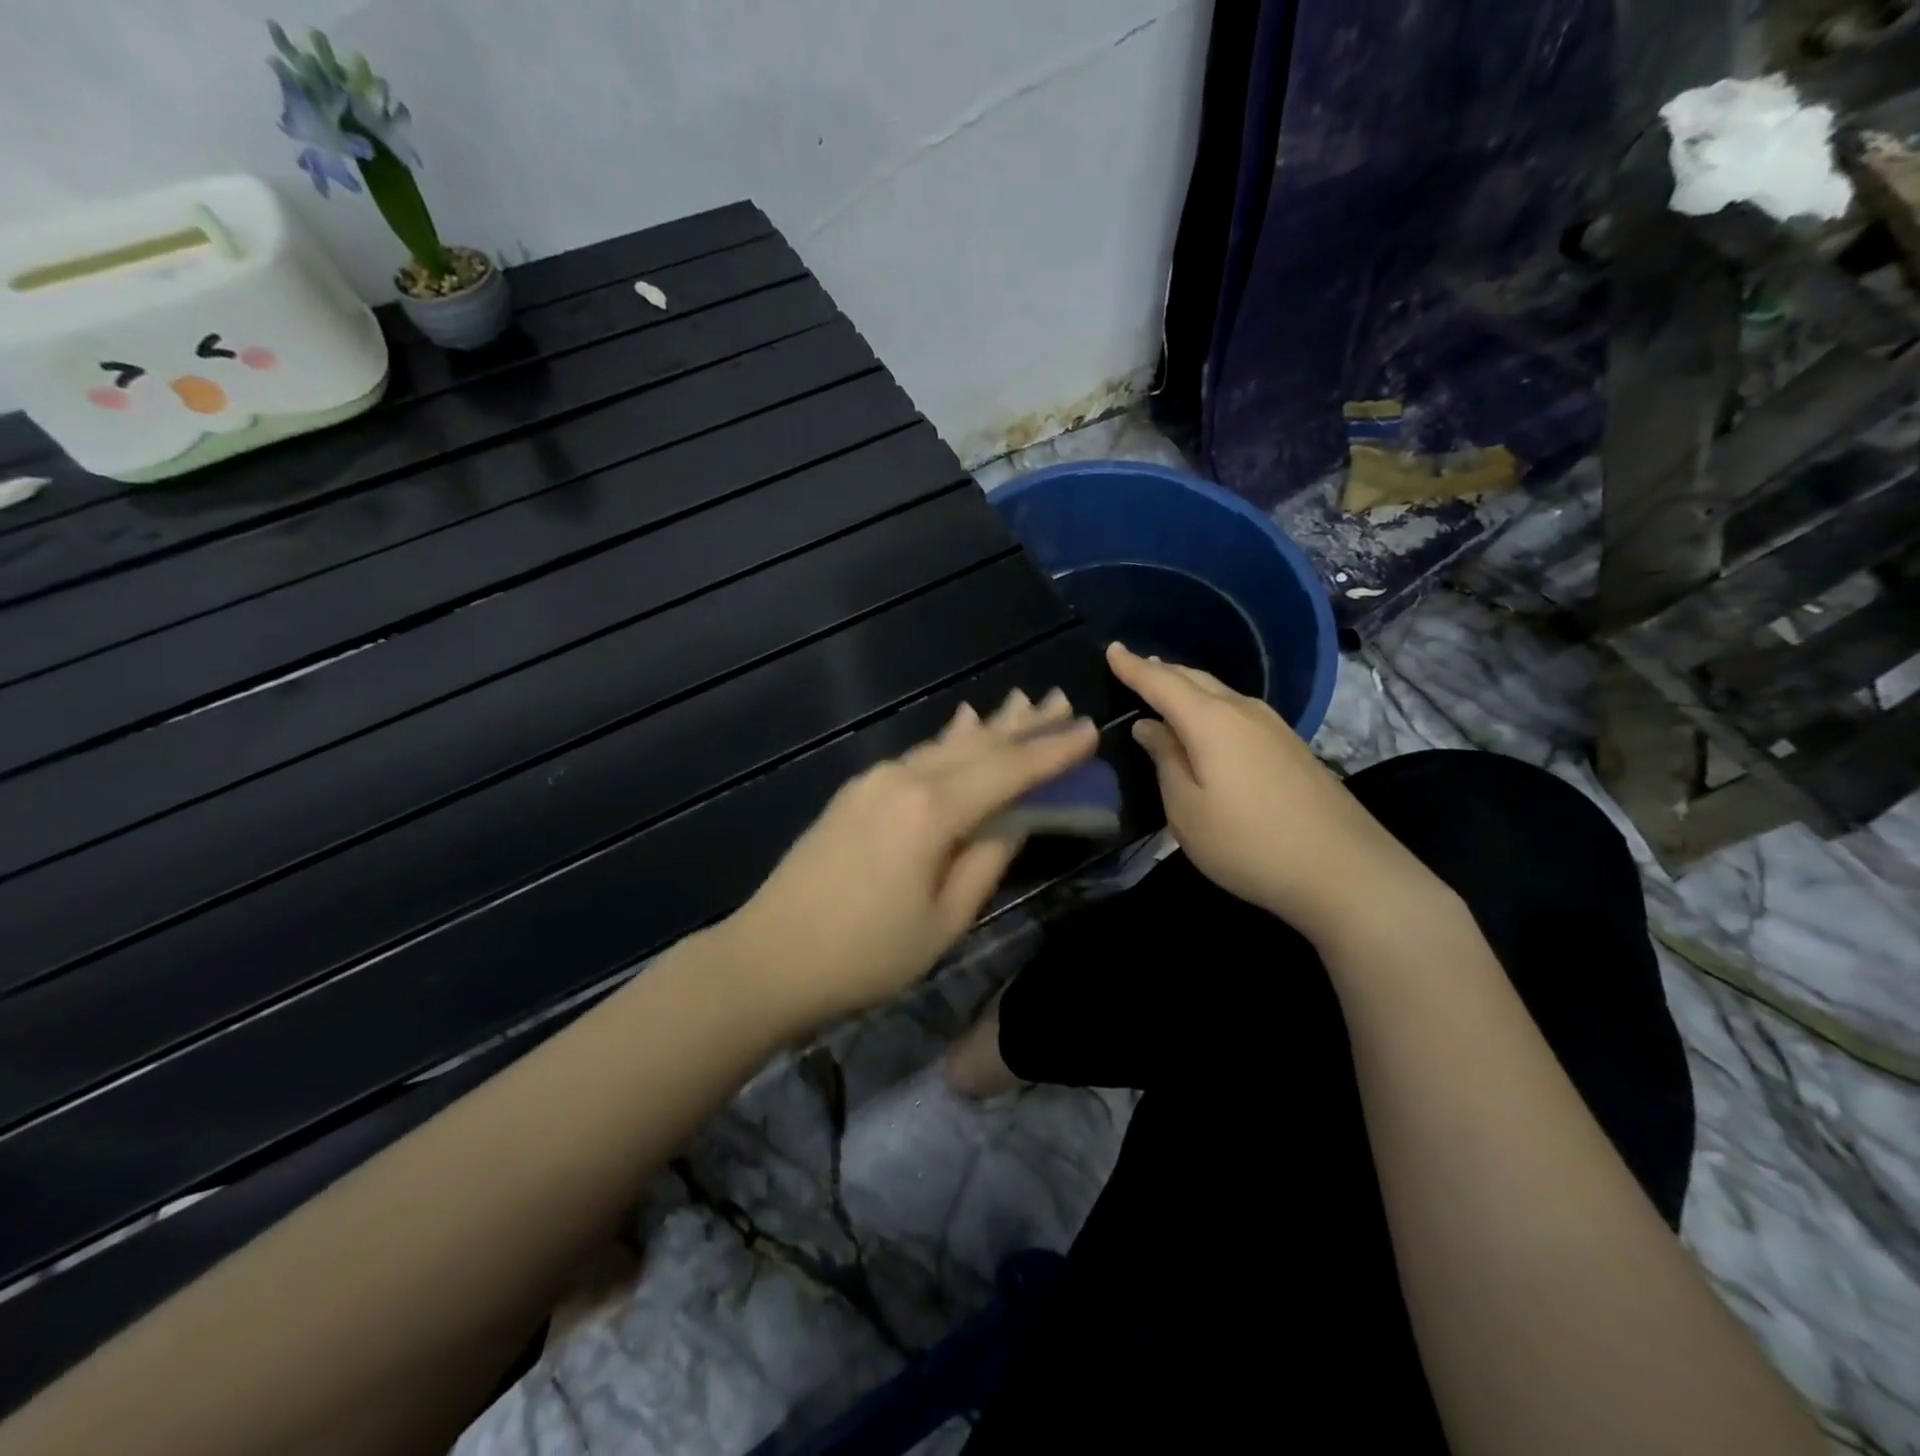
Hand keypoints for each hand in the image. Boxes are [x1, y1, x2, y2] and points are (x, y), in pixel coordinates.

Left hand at [720, 688, 1097, 1030]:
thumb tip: (1018, 816)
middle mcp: (904, 779)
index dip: (1052, 750)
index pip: (1008, 770)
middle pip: (977, 745)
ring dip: (988, 727)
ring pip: (945, 745)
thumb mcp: (944, 920)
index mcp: (932, 810)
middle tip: (1062, 699)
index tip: (1090, 728)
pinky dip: (949, 741)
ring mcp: (874, 781)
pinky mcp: (855, 793)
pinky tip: (961, 725)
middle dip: (1023, 725)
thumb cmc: (865, 955)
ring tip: (1023, 704)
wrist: (767, 958)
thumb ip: (987, 860)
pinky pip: (916, 756)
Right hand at [1108, 643, 1446, 948]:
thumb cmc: (1248, 843)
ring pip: (1219, 692)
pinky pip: (1238, 710)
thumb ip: (1165, 761)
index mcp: (1210, 721)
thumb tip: (1150, 727)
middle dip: (1161, 671)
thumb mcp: (1187, 810)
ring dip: (1188, 686)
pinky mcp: (1291, 746)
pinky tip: (1207, 722)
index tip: (1111, 649)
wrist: (1344, 871)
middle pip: (1194, 678)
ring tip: (1165, 688)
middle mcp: (1243, 711)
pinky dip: (1210, 706)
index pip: (1161, 682)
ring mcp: (1273, 727)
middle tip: (1134, 666)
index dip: (1133, 667)